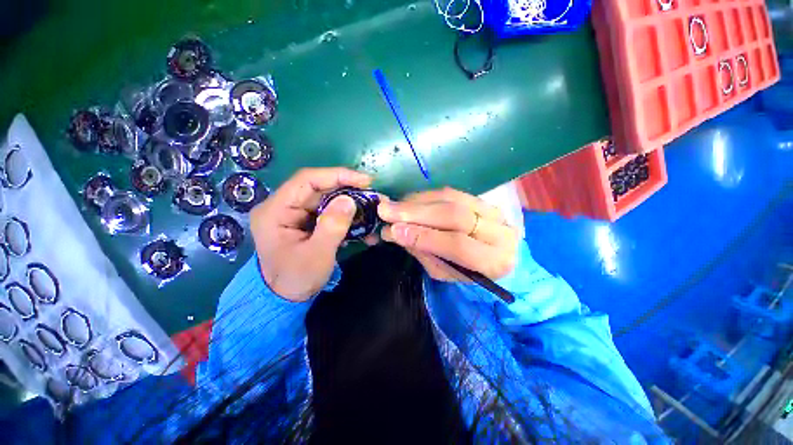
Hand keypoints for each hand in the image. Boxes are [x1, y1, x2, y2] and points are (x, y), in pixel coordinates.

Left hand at [250, 167, 371, 301]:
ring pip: (327, 198)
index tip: (365, 181)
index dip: (337, 175)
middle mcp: (283, 206)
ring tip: (372, 208)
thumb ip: (332, 226)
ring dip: (351, 203)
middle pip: (319, 187)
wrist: (285, 298)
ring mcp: (295, 213)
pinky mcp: (306, 221)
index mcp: (275, 210)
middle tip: (373, 195)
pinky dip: (347, 215)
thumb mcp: (317, 255)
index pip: (307, 180)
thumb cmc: (296, 278)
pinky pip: (329, 210)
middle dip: (349, 190)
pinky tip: (362, 222)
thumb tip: (349, 200)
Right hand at [377, 187, 518, 280]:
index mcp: (493, 261)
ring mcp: (493, 211)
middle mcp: (499, 232)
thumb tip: (396, 232)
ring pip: (452, 199)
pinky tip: (408, 200)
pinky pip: (451, 192)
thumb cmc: (466, 272)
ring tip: (393, 205)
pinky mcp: (482, 199)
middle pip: (455, 216)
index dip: (425, 236)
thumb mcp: (445, 272)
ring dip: (417, 201)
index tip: (394, 231)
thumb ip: (423, 252)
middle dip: (416, 213)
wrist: (494, 255)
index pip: (458, 245)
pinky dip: (425, 195)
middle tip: (386, 210)